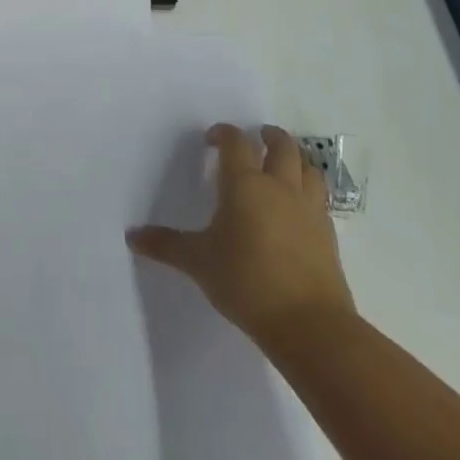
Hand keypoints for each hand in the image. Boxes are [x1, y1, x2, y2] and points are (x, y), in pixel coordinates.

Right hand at [128, 124, 353, 344]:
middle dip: (269, 136)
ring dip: (296, 159)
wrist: (309, 325)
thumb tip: (132, 236)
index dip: (223, 134)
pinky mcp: (327, 234)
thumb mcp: (198, 262)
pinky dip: (309, 191)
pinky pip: (320, 199)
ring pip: (308, 167)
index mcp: (245, 184)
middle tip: (257, 138)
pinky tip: (298, 207)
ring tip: (283, 164)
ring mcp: (308, 209)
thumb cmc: (246, 282)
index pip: (235, 142)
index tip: (212, 140)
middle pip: (282, 145)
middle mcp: (279, 187)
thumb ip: (166, 245)